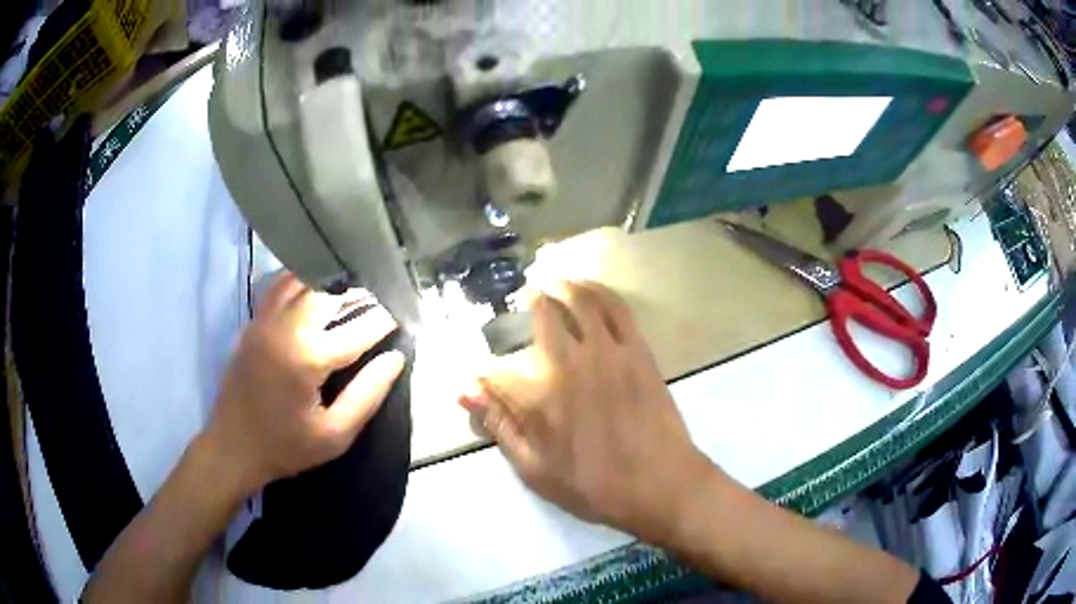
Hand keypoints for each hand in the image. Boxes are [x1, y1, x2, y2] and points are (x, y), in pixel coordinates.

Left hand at [202, 273, 405, 495]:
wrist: (232, 447)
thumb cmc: (286, 447)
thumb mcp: (335, 435)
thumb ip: (367, 395)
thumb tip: (395, 358)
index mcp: (308, 358)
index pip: (358, 329)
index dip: (386, 320)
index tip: (406, 313)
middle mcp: (286, 328)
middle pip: (330, 291)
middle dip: (361, 292)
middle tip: (382, 298)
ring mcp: (265, 320)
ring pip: (303, 280)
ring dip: (331, 281)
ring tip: (353, 289)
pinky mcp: (253, 322)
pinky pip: (279, 285)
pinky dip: (302, 280)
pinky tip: (315, 287)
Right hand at [460, 281, 715, 543]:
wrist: (660, 484)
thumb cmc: (594, 486)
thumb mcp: (535, 469)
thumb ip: (499, 426)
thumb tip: (464, 392)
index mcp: (538, 397)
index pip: (495, 370)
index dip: (481, 372)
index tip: (480, 376)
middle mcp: (569, 363)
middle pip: (542, 314)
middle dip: (528, 301)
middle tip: (525, 296)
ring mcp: (608, 352)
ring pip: (581, 301)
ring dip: (563, 285)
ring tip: (553, 281)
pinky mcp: (637, 350)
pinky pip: (617, 308)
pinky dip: (599, 291)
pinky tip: (590, 289)